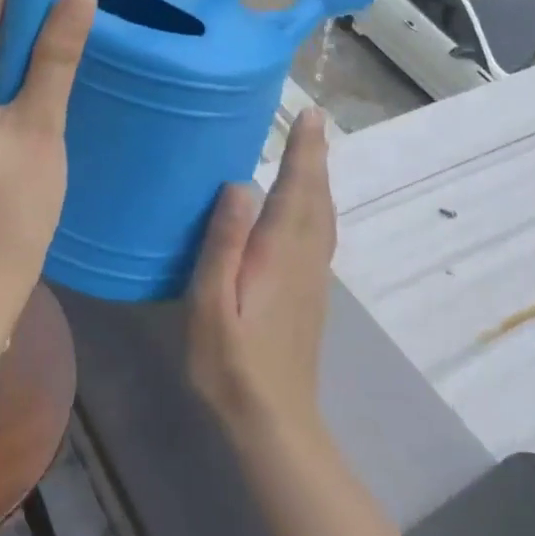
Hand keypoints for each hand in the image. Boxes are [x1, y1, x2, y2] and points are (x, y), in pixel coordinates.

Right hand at [188, 109, 335, 440]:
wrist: (274, 421)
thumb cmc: (230, 364)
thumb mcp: (209, 304)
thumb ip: (224, 244)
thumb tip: (238, 185)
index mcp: (280, 254)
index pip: (297, 189)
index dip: (304, 151)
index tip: (309, 114)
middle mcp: (306, 259)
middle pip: (317, 197)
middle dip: (316, 156)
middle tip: (313, 121)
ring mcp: (314, 279)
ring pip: (325, 216)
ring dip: (320, 180)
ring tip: (312, 153)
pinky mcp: (311, 295)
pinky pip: (322, 234)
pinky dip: (319, 206)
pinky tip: (307, 209)